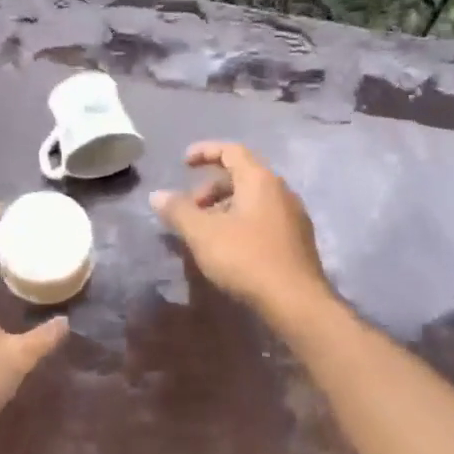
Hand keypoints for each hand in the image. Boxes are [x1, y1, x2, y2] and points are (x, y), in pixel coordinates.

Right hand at [151, 142, 333, 323]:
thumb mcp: (203, 233)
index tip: (183, 163)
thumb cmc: (247, 258)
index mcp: (260, 180)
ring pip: (253, 200)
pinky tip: (228, 248)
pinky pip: (263, 219)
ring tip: (204, 232)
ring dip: (225, 208)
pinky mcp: (297, 240)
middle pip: (242, 176)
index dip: (205, 152)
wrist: (296, 302)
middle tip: (190, 208)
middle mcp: (281, 190)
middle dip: (211, 188)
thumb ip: (178, 211)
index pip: (231, 151)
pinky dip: (240, 222)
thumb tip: (157, 195)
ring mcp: (293, 216)